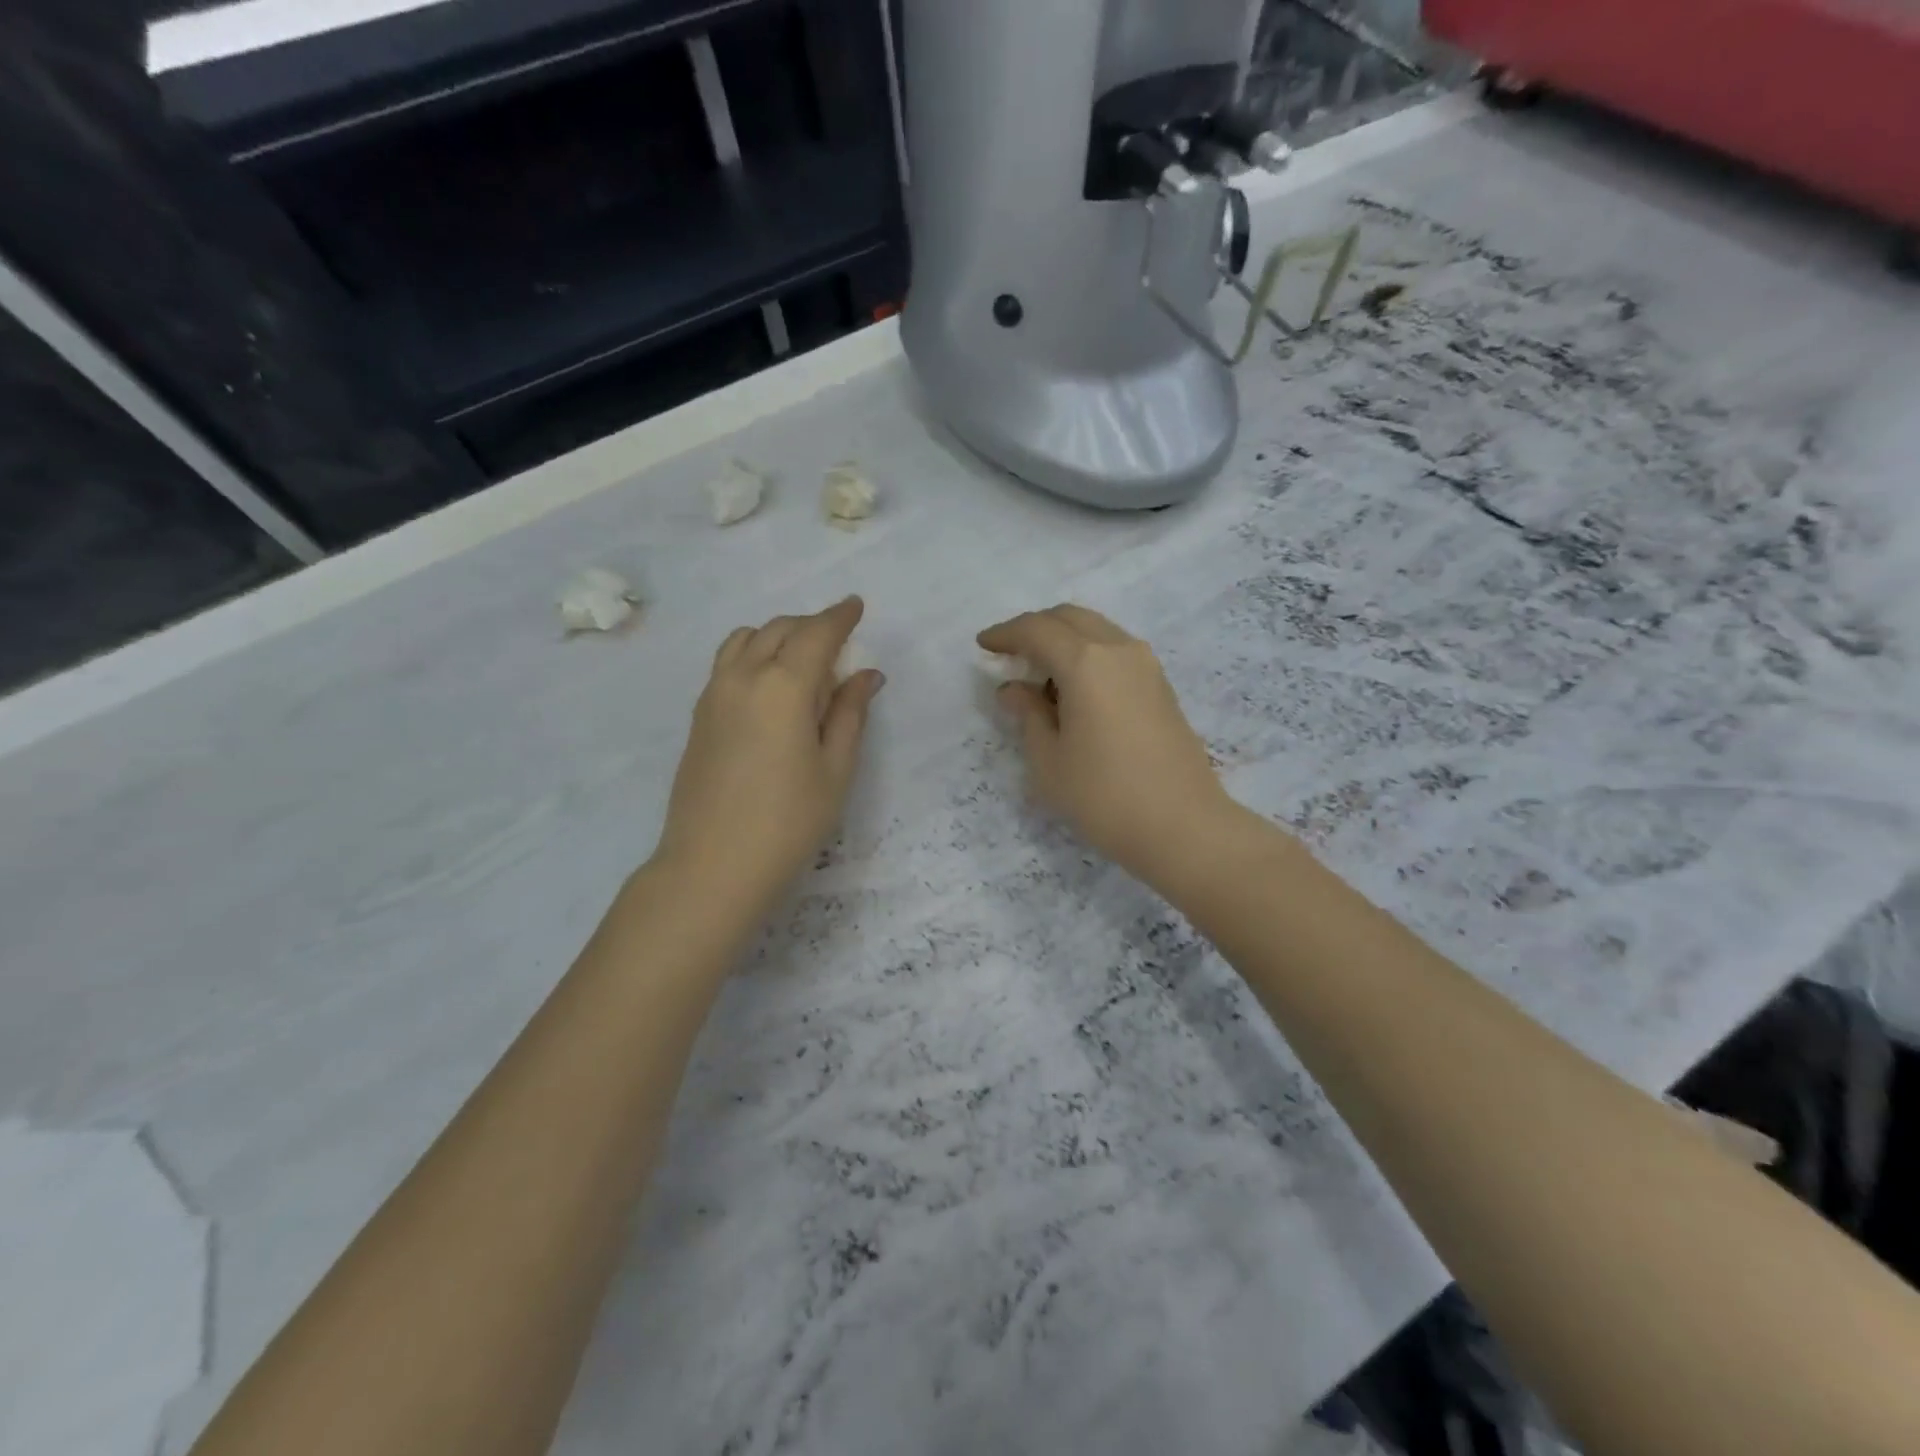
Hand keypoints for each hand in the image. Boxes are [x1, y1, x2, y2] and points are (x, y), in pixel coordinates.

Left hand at [654, 597, 883, 910]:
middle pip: (779, 629)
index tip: (856, 605)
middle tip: (838, 644)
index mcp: (784, 686)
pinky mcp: (699, 715)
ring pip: (746, 639)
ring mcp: (714, 694)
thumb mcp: (835, 769)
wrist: (712, 866)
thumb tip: (866, 676)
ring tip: (802, 663)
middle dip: (811, 626)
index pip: (816, 634)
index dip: (839, 616)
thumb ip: (850, 714)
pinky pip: (728, 663)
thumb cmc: (788, 822)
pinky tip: (771, 688)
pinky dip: (753, 655)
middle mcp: (743, 677)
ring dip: (778, 636)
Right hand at [978, 605, 1235, 886]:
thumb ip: (1028, 715)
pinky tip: (1075, 691)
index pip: (1036, 630)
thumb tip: (1014, 689)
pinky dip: (1088, 656)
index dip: (1005, 634)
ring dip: (1064, 640)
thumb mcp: (1049, 761)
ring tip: (1040, 676)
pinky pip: (1115, 651)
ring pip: (1097, 630)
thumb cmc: (1103, 796)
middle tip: (1010, 655)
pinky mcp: (1161, 686)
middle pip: (1069, 618)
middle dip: (1035, 628)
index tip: (983, 646)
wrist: (1183, 826)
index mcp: (1086, 662)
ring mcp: (1146, 666)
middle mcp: (1118, 650)